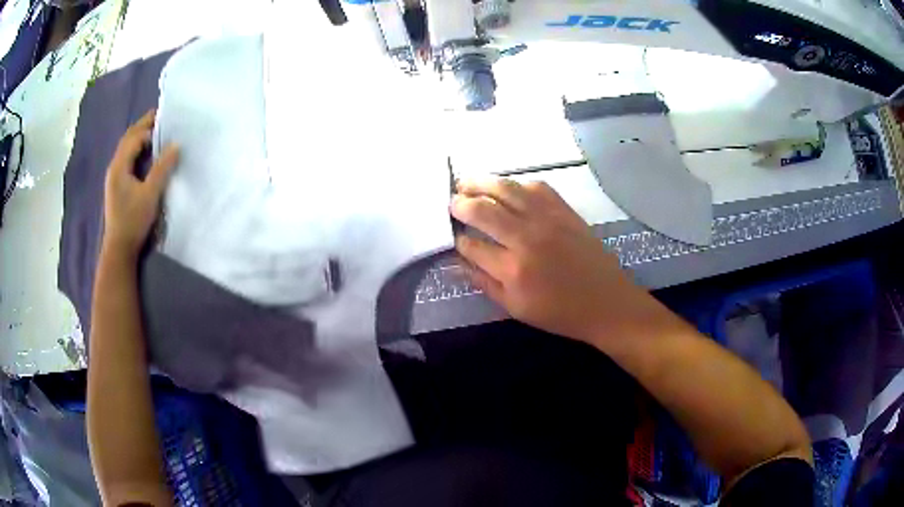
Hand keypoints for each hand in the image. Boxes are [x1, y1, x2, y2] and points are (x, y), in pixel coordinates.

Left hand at [103, 110, 178, 258]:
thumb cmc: (133, 220)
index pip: (134, 137)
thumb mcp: (150, 194)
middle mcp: (114, 167)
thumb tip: (176, 145)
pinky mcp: (117, 186)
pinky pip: (127, 159)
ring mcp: (114, 177)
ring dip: (140, 137)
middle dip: (143, 126)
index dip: (149, 126)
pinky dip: (137, 150)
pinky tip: (147, 154)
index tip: (166, 119)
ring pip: (126, 149)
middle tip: (161, 116)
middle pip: (128, 139)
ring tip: (156, 131)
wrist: (120, 249)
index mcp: (119, 166)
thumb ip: (163, 168)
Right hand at [451, 178, 655, 342]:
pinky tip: (507, 189)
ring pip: (507, 189)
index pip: (472, 246)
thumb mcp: (516, 308)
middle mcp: (527, 238)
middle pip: (483, 210)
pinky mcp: (565, 210)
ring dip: (481, 183)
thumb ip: (484, 283)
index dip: (458, 239)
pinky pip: (536, 186)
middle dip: (461, 203)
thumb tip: (458, 262)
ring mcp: (547, 219)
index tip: (454, 236)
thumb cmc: (560, 313)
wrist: (606, 303)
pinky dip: (516, 184)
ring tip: (467, 183)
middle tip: (452, 201)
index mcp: (513, 270)